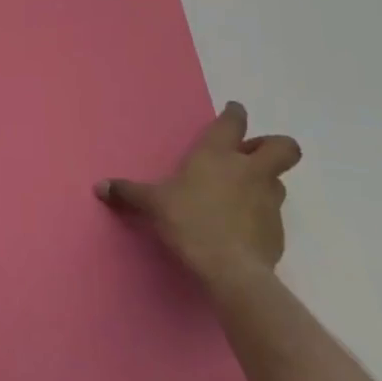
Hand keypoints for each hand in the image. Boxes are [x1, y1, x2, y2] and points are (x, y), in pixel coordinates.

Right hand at [95, 101, 301, 291]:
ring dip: (265, 181)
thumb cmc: (189, 221)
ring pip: (279, 180)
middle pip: (283, 147)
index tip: (233, 110)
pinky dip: (261, 214)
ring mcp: (268, 200)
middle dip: (273, 145)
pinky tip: (242, 226)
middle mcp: (249, 170)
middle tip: (251, 155)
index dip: (235, 113)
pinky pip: (273, 213)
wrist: (231, 270)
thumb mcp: (152, 204)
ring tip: (243, 192)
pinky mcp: (278, 231)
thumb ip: (128, 192)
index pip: (233, 122)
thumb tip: (98, 187)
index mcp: (217, 154)